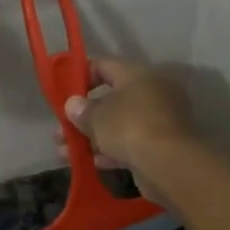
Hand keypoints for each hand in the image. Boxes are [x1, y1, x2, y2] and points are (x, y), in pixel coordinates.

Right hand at [58, 57, 194, 197]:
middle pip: (109, 101)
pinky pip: (129, 144)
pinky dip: (110, 152)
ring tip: (65, 153)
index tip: (62, 92)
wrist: (168, 163)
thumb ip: (82, 111)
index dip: (81, 76)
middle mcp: (150, 93)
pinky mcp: (160, 146)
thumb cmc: (129, 128)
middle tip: (60, 132)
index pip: (104, 66)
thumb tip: (73, 104)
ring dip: (91, 138)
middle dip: (82, 118)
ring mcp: (157, 120)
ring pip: (117, 126)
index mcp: (136, 75)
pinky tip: (90, 163)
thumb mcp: (97, 118)